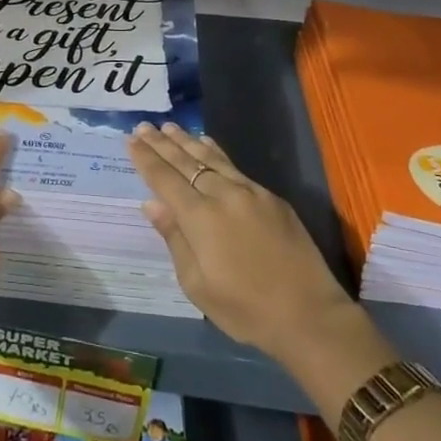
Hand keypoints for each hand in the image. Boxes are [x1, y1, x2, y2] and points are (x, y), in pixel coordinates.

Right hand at [128, 123, 388, 386]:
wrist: (309, 315)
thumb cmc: (246, 309)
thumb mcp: (197, 285)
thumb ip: (174, 239)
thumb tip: (152, 204)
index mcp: (200, 218)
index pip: (165, 179)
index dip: (146, 159)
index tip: (130, 140)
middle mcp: (223, 195)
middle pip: (186, 162)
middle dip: (162, 143)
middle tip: (144, 126)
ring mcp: (250, 192)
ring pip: (211, 157)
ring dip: (187, 141)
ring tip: (170, 127)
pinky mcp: (271, 197)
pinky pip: (234, 166)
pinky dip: (215, 152)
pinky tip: (207, 143)